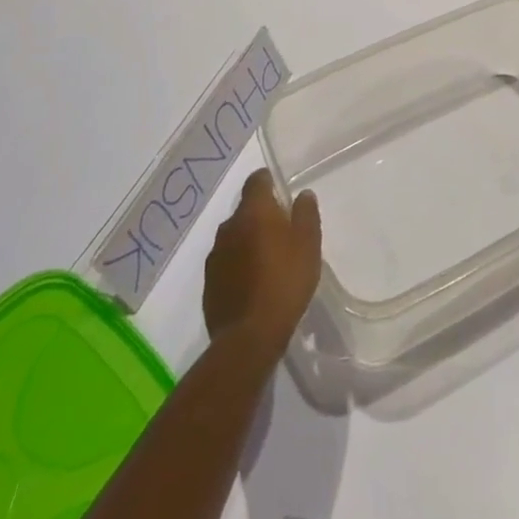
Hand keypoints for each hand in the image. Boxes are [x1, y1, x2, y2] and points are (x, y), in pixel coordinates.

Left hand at [203, 169, 321, 355]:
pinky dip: (238, 265)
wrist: (248, 337)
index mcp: (253, 212)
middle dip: (261, 215)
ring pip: (234, 237)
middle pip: (245, 210)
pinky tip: (253, 283)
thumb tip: (302, 195)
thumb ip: (306, 214)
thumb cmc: (285, 282)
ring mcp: (215, 256)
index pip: (256, 181)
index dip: (267, 181)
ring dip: (248, 241)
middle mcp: (229, 227)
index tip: (279, 189)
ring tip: (268, 260)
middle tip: (282, 231)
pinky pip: (227, 262)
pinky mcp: (209, 283)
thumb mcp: (308, 244)